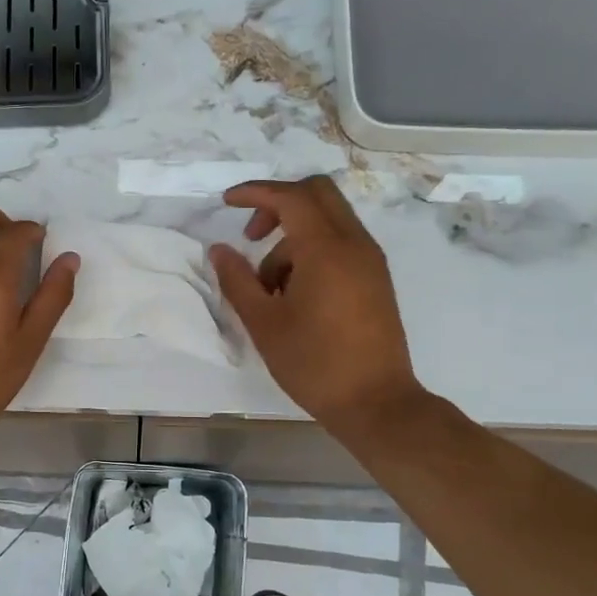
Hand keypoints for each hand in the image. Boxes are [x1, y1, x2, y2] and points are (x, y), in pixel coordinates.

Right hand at [209, 176, 422, 429]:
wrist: (376, 402)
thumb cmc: (314, 363)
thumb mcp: (264, 323)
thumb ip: (237, 280)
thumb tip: (219, 250)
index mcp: (326, 249)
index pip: (290, 197)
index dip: (255, 192)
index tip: (226, 202)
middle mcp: (355, 244)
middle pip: (317, 194)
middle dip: (278, 204)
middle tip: (251, 236)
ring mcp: (370, 261)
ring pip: (328, 222)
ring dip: (293, 237)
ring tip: (269, 288)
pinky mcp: (376, 279)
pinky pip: (341, 244)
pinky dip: (313, 251)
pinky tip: (295, 294)